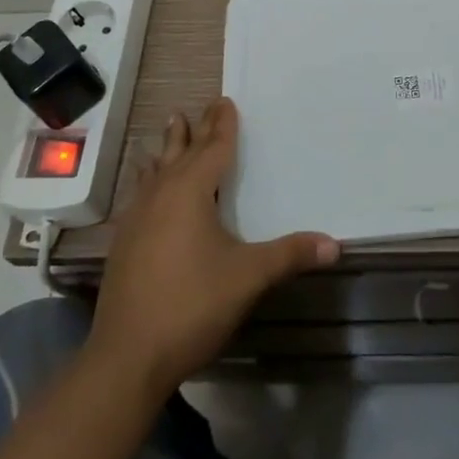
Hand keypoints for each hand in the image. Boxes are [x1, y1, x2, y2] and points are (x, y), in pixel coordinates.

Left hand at [86, 98, 338, 398]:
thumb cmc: (191, 305)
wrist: (126, 357)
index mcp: (190, 192)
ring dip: (167, 150)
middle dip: (194, 130)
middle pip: (180, 153)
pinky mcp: (123, 243)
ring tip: (170, 129)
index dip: (222, 125)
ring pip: (155, 171)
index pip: (212, 148)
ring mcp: (136, 219)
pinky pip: (140, 194)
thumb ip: (289, 255)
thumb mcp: (248, 277)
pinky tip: (146, 190)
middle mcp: (160, 195)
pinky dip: (149, 179)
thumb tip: (335, 244)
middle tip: (200, 107)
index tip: (225, 101)